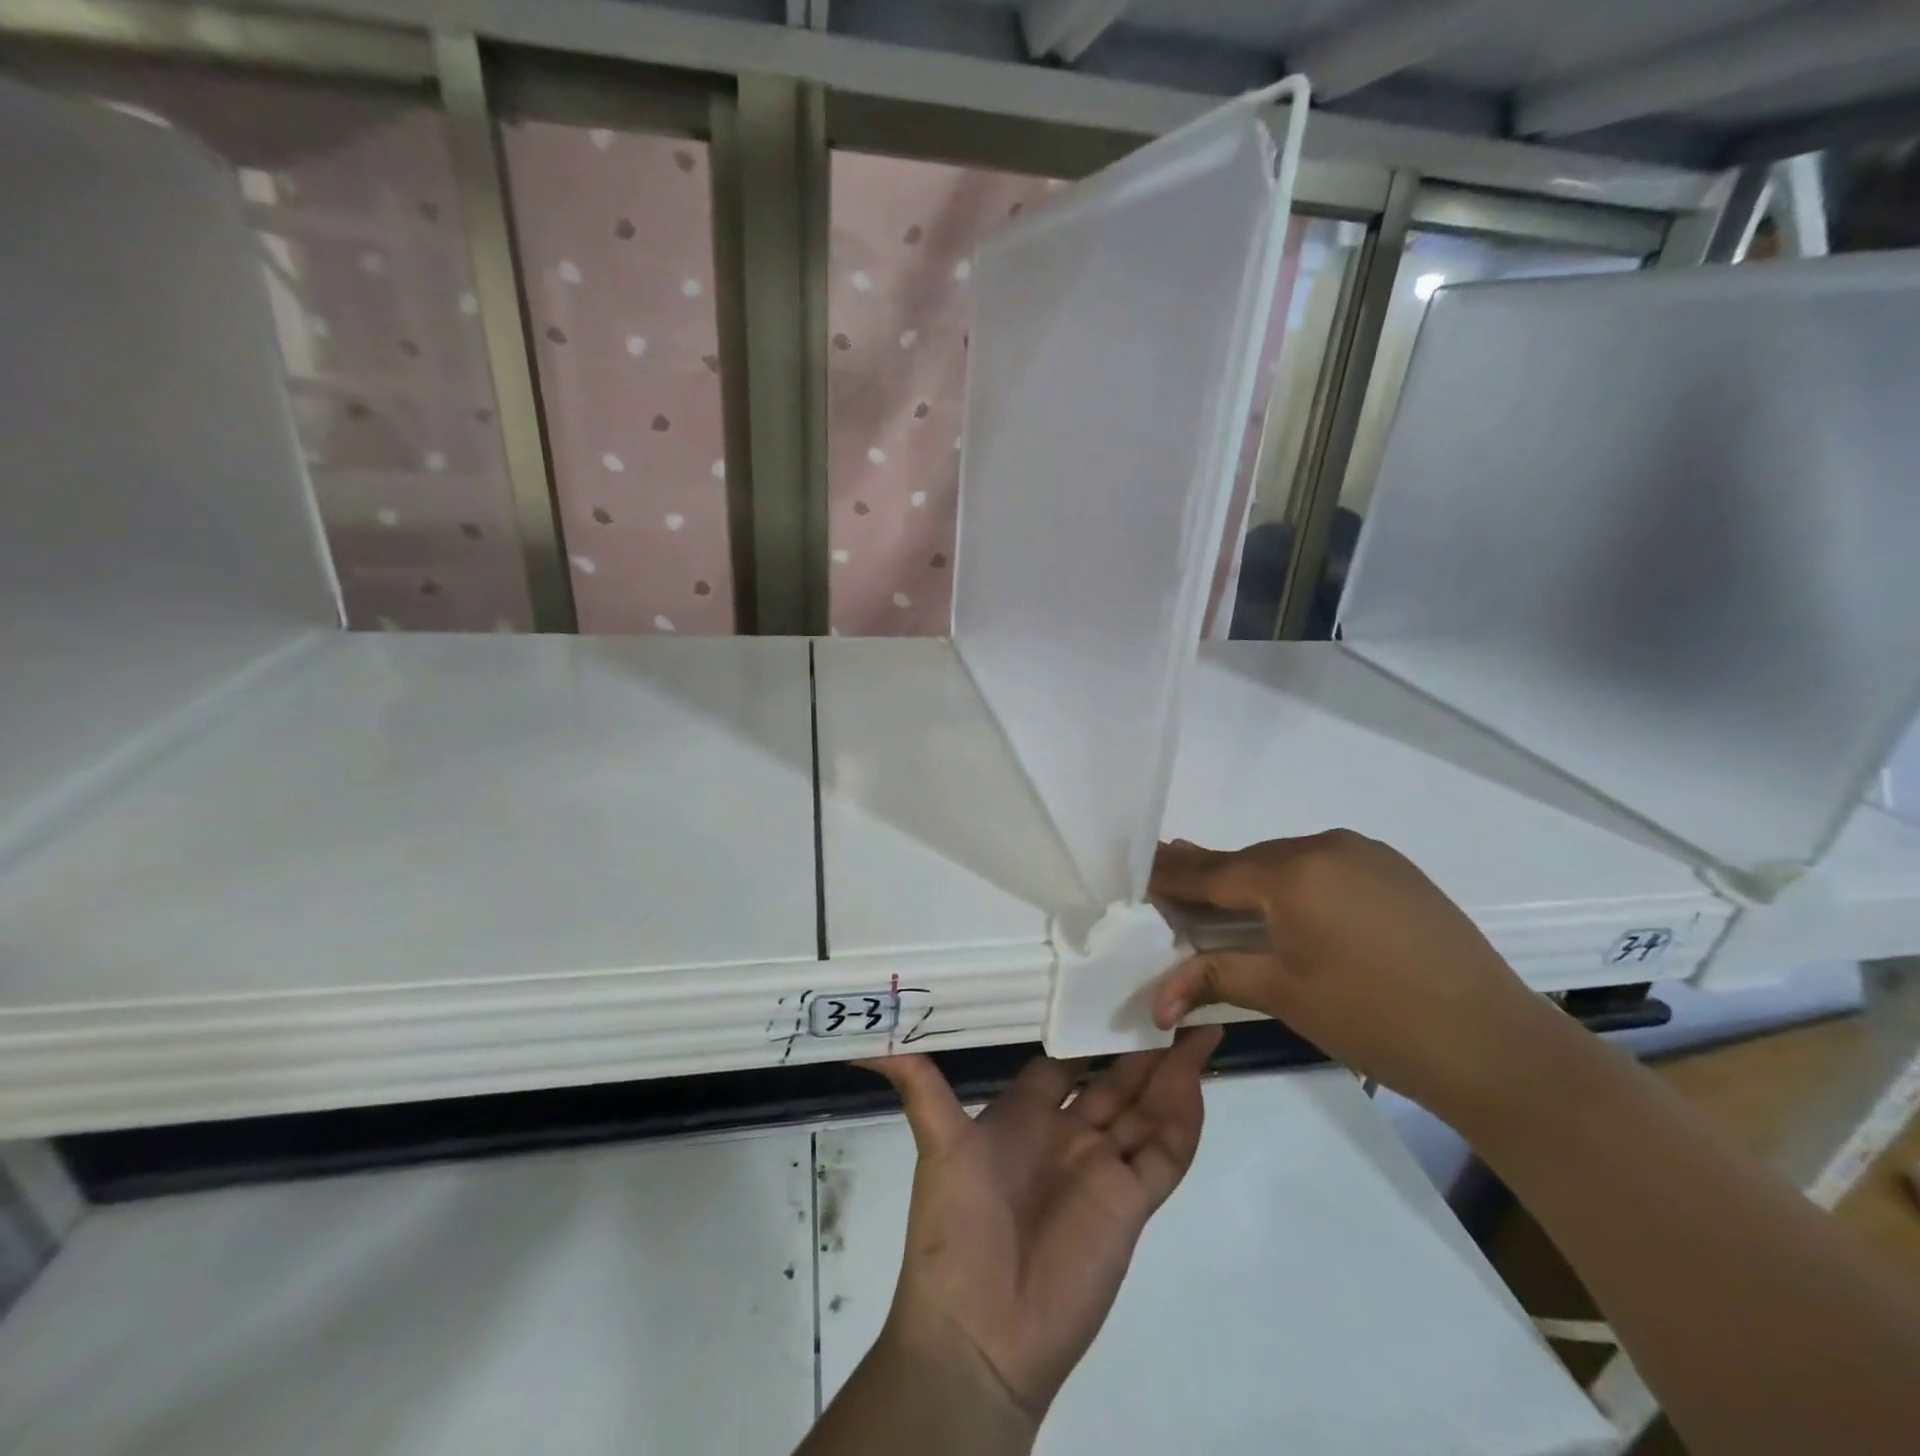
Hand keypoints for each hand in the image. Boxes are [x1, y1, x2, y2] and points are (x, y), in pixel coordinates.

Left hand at [861, 1029, 1220, 1424]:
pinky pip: (1164, 1153)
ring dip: (1172, 1072)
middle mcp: (1069, 1134)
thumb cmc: (955, 1228)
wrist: (978, 1333)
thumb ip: (916, 1083)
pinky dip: (1183, 1119)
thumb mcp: (936, 1142)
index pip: (1067, 1059)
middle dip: (1142, 1044)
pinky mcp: (1129, 1204)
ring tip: (1200, 1025)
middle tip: (1173, 997)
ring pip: (1147, 1108)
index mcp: (1028, 1113)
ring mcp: (1102, 1168)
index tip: (1110, 984)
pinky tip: (1196, 1081)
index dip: (1087, 1026)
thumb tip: (861, 1044)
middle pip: (1116, 1079)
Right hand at [1149, 832, 1553, 1126]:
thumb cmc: (1375, 1021)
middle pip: (1248, 861)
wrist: (1495, 1045)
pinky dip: (1293, 881)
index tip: (1137, 870)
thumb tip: (1154, 1001)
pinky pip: (1323, 865)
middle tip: (1168, 883)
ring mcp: (1365, 853)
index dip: (1171, 874)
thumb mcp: (1284, 995)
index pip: (1212, 871)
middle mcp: (1325, 846)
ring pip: (1286, 860)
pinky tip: (1286, 904)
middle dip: (1207, 875)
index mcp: (1293, 874)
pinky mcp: (1393, 869)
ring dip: (1252, 879)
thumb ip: (1212, 978)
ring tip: (1219, 897)